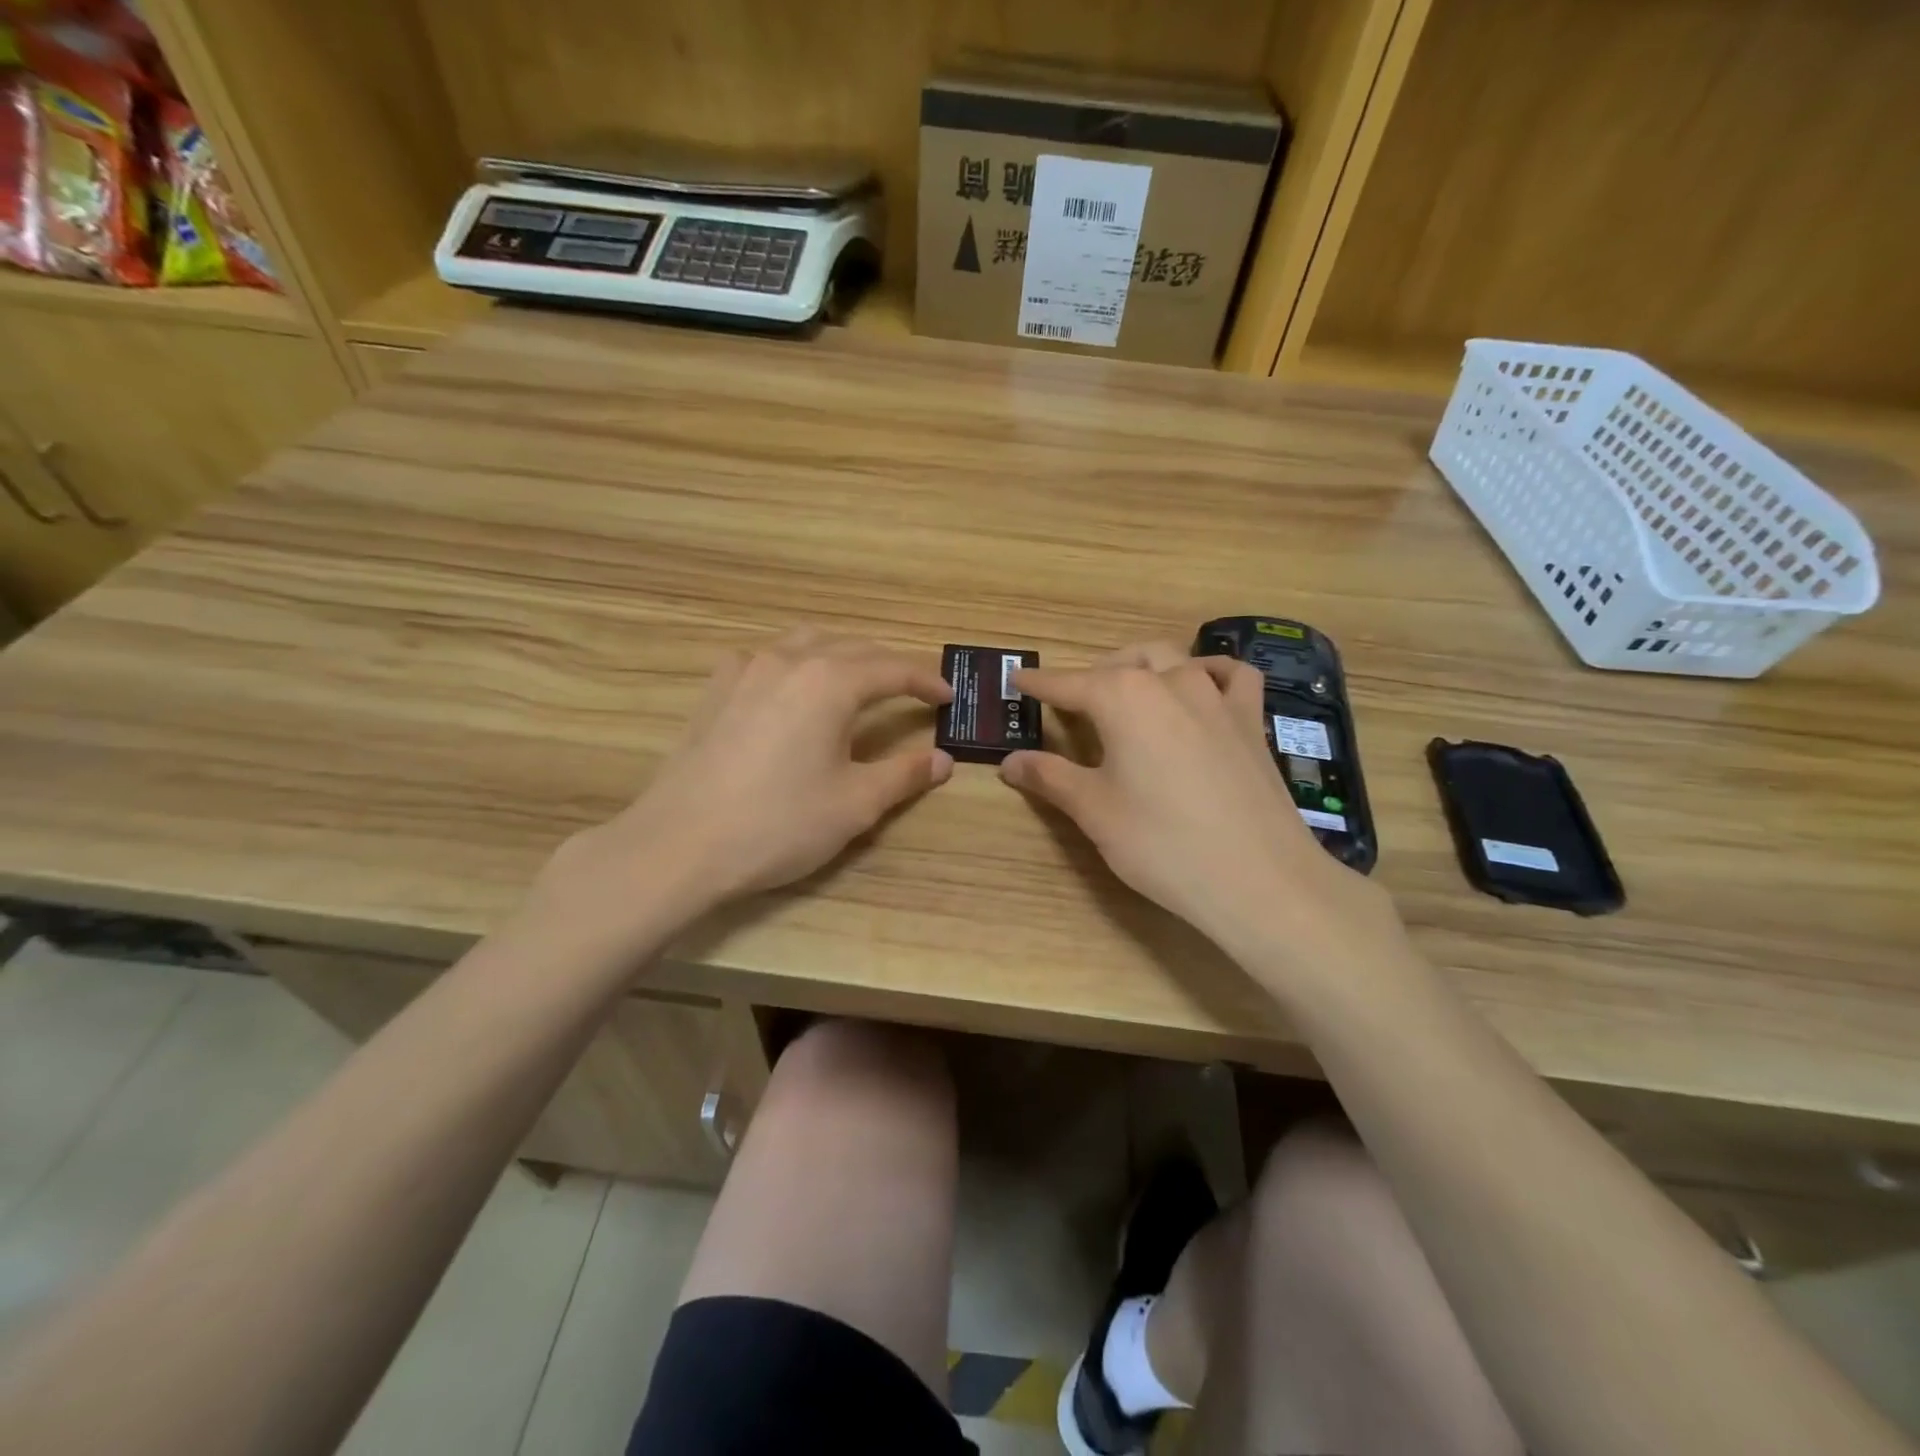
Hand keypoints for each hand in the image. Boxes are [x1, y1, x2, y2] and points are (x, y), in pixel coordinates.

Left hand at [530, 630, 953, 955]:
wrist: (679, 845)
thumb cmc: (778, 825)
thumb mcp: (855, 804)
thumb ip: (904, 775)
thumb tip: (942, 760)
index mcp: (830, 681)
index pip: (892, 669)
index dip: (925, 681)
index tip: (948, 696)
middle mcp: (790, 660)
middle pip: (852, 647)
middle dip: (888, 666)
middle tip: (912, 690)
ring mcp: (745, 670)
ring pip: (806, 642)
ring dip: (841, 655)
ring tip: (858, 680)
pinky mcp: (715, 689)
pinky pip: (765, 658)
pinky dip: (794, 664)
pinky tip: (790, 689)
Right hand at [1000, 643, 1408, 986]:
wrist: (1258, 879)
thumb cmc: (1162, 844)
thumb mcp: (1094, 811)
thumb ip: (1049, 777)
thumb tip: (1009, 762)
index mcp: (1124, 698)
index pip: (1069, 683)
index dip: (1040, 684)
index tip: (1018, 679)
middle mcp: (1170, 681)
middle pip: (1122, 663)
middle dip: (1093, 675)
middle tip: (1073, 704)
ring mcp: (1217, 697)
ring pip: (1173, 659)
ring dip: (1143, 667)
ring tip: (1129, 692)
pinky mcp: (1251, 720)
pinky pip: (1230, 677)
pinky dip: (1209, 672)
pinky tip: (1201, 688)